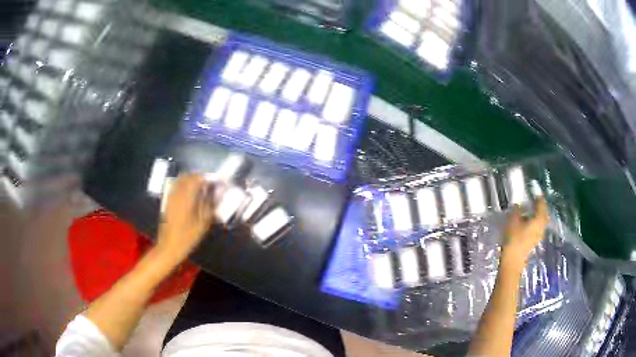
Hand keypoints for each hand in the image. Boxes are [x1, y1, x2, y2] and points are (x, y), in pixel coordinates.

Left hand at [155, 174, 215, 263]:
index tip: (214, 181)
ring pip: (180, 181)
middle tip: (207, 183)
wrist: (168, 247)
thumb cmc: (186, 238)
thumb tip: (214, 196)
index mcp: (185, 199)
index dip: (206, 177)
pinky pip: (175, 188)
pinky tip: (190, 195)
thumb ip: (208, 207)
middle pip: (186, 177)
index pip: (196, 179)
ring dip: (190, 180)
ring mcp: (170, 198)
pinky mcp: (167, 203)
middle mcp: (176, 195)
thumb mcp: (202, 225)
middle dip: (197, 177)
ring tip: (200, 188)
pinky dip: (183, 186)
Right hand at [501, 198, 548, 270]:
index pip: (541, 203)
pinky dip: (535, 221)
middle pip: (543, 212)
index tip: (533, 189)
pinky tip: (527, 221)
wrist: (512, 261)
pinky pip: (538, 226)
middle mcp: (542, 225)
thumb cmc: (514, 239)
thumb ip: (517, 210)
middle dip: (539, 205)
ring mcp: (539, 234)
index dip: (538, 195)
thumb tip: (519, 205)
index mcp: (539, 219)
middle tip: (533, 199)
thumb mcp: (512, 221)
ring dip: (537, 213)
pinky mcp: (535, 240)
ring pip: (541, 220)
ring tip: (529, 210)